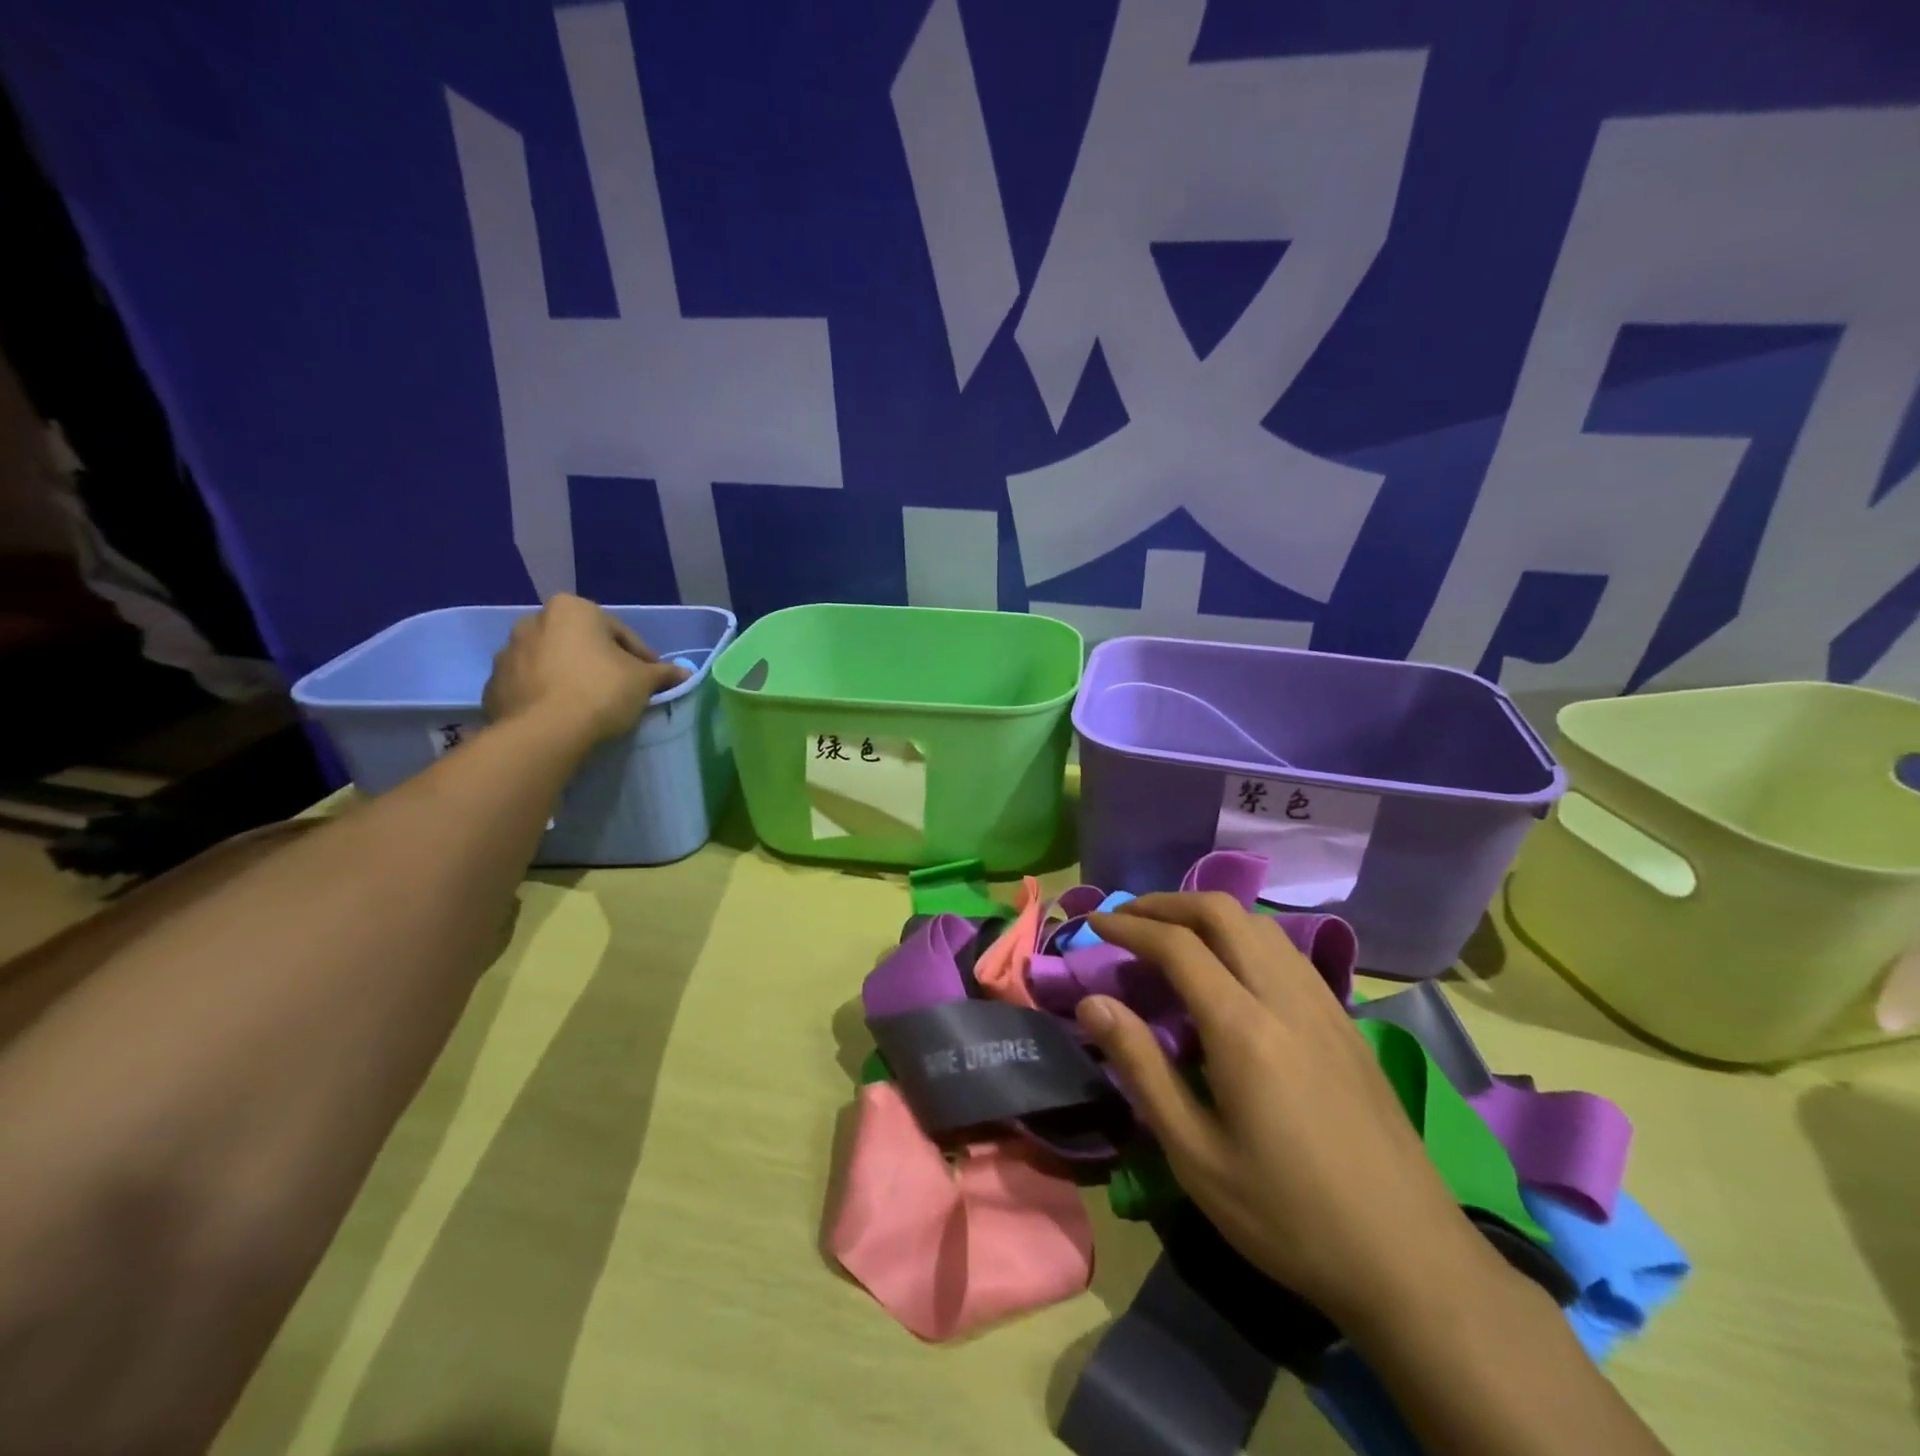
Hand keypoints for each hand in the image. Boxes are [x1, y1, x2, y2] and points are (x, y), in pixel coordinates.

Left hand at [482, 594, 687, 747]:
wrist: (544, 733)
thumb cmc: (600, 691)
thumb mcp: (644, 681)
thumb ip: (663, 673)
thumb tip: (684, 674)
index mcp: (572, 609)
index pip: (619, 632)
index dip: (641, 657)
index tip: (651, 680)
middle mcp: (533, 621)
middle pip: (581, 643)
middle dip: (601, 662)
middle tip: (622, 689)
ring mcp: (508, 653)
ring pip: (553, 663)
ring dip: (571, 676)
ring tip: (591, 705)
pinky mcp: (494, 685)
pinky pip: (531, 686)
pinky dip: (547, 694)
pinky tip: (564, 715)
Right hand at [1078, 893, 1501, 1331]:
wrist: (1412, 1260)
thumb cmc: (1288, 1215)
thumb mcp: (1195, 1154)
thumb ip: (1141, 1068)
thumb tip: (1093, 1003)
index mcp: (1244, 1028)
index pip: (1177, 945)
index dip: (1130, 925)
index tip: (1095, 924)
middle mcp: (1285, 997)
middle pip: (1223, 912)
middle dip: (1167, 903)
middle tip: (1129, 918)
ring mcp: (1324, 1005)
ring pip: (1259, 925)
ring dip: (1208, 914)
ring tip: (1172, 936)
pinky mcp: (1345, 1022)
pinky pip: (1286, 951)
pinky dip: (1244, 936)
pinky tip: (1231, 970)